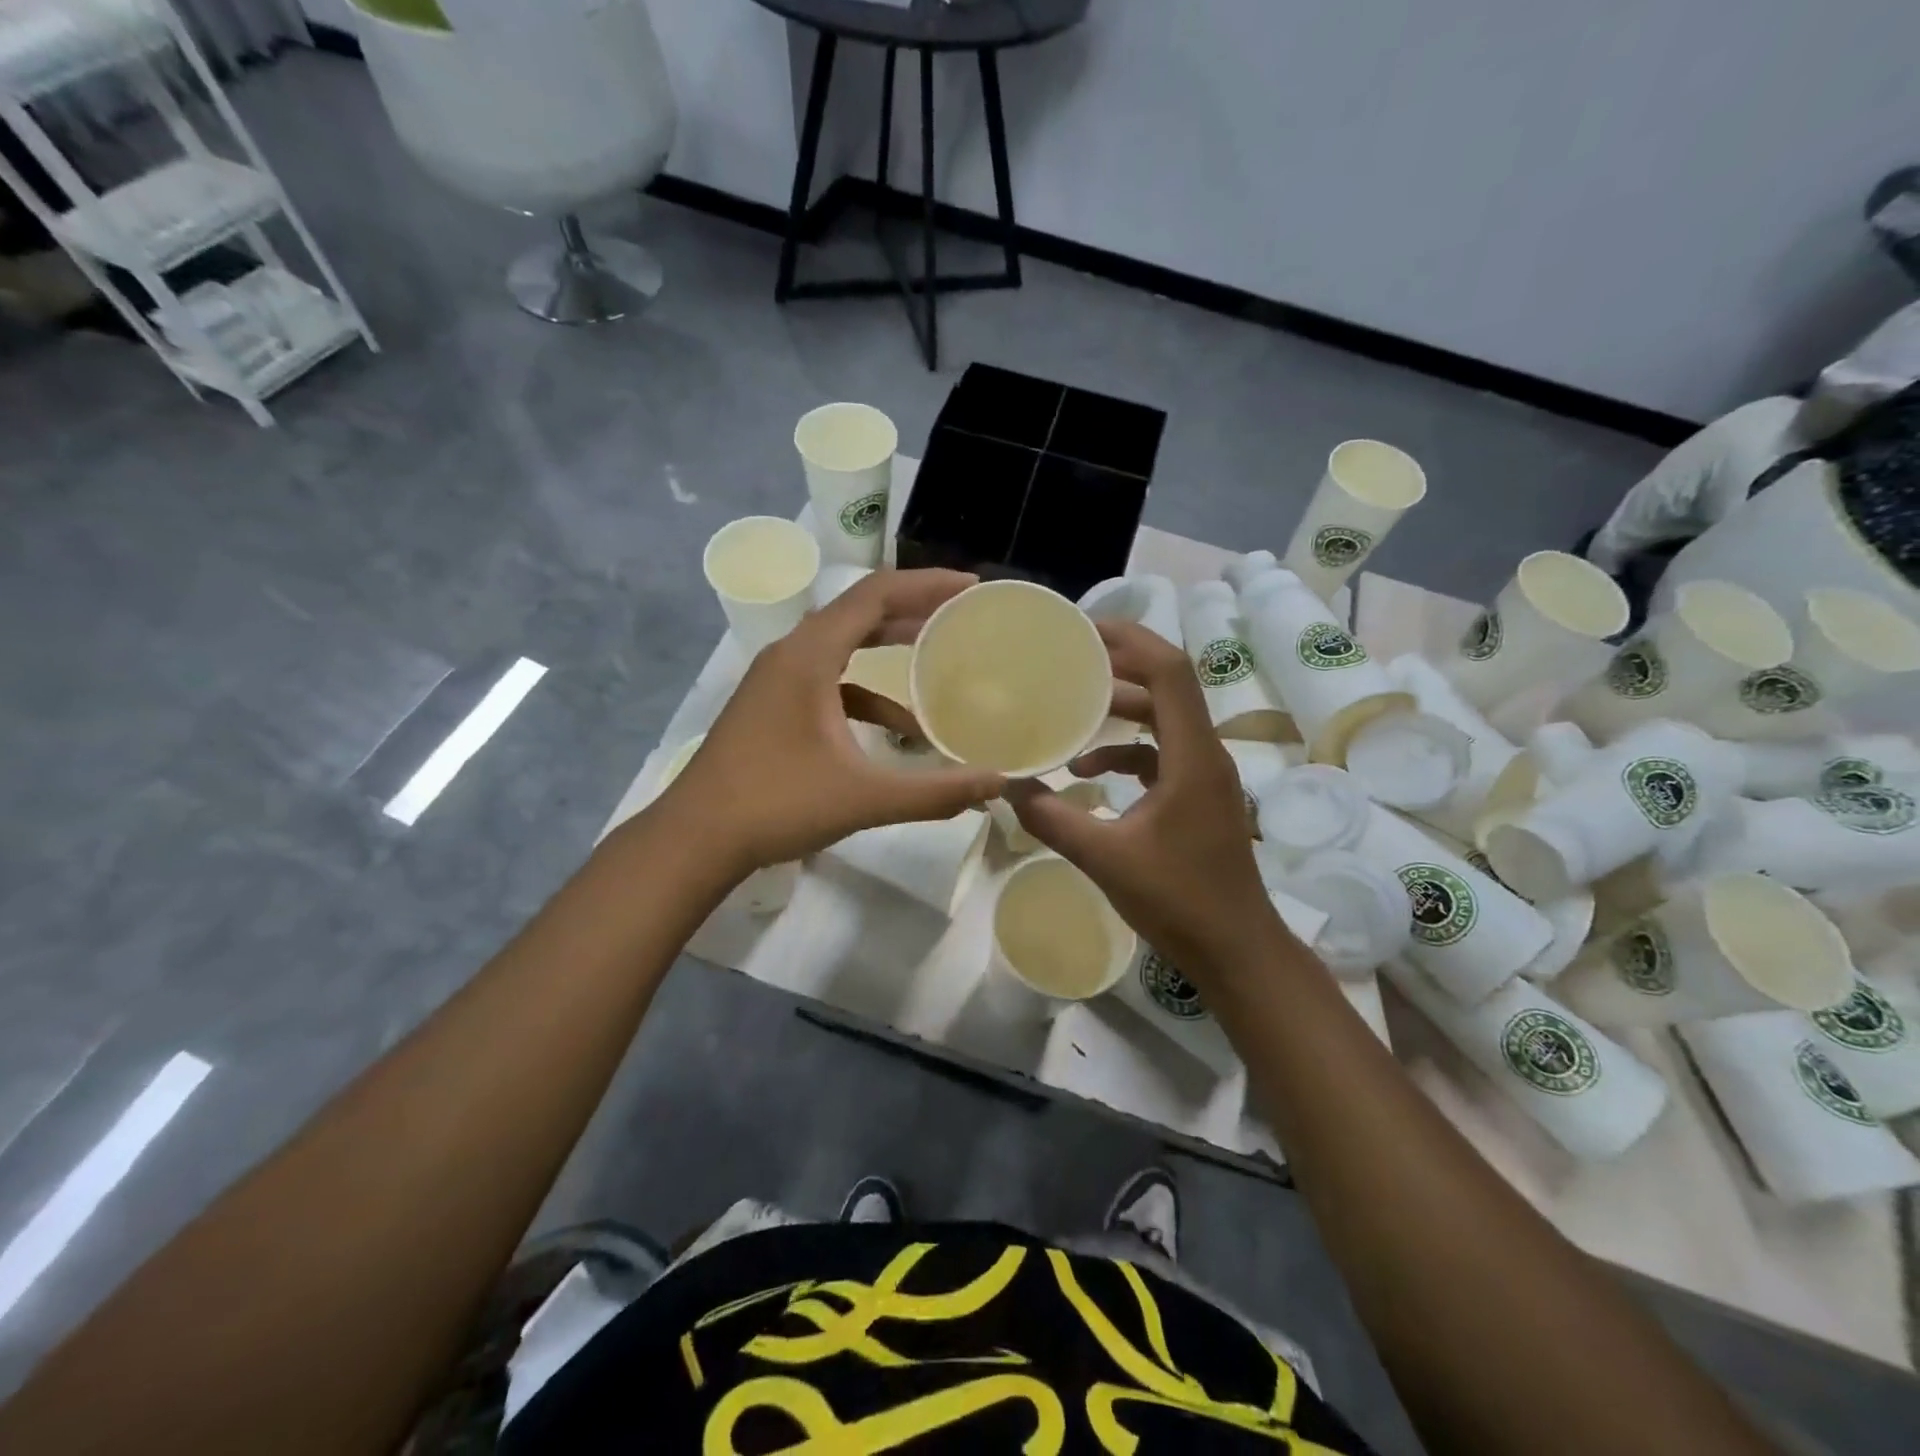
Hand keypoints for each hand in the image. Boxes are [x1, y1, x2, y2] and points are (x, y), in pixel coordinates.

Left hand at [658, 570, 1005, 876]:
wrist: (696, 838)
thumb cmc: (776, 805)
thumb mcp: (863, 798)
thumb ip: (934, 792)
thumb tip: (997, 783)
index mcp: (809, 655)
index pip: (875, 594)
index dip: (926, 584)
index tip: (971, 589)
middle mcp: (791, 654)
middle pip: (860, 612)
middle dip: (913, 610)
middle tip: (962, 617)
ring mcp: (777, 680)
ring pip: (843, 646)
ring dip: (889, 649)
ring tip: (938, 658)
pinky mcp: (773, 706)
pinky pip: (829, 681)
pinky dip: (866, 693)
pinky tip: (899, 730)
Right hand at [1005, 621, 1296, 981]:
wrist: (1236, 950)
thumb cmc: (1178, 900)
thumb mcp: (1105, 858)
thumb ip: (1053, 818)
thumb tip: (1008, 787)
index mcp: (1192, 755)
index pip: (1169, 672)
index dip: (1130, 640)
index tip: (1083, 630)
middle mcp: (1205, 753)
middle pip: (1167, 686)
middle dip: (1119, 666)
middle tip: (1069, 658)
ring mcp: (1205, 776)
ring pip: (1163, 720)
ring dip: (1121, 709)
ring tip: (1072, 707)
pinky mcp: (1198, 797)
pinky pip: (1161, 754)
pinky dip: (1125, 752)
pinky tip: (1087, 772)